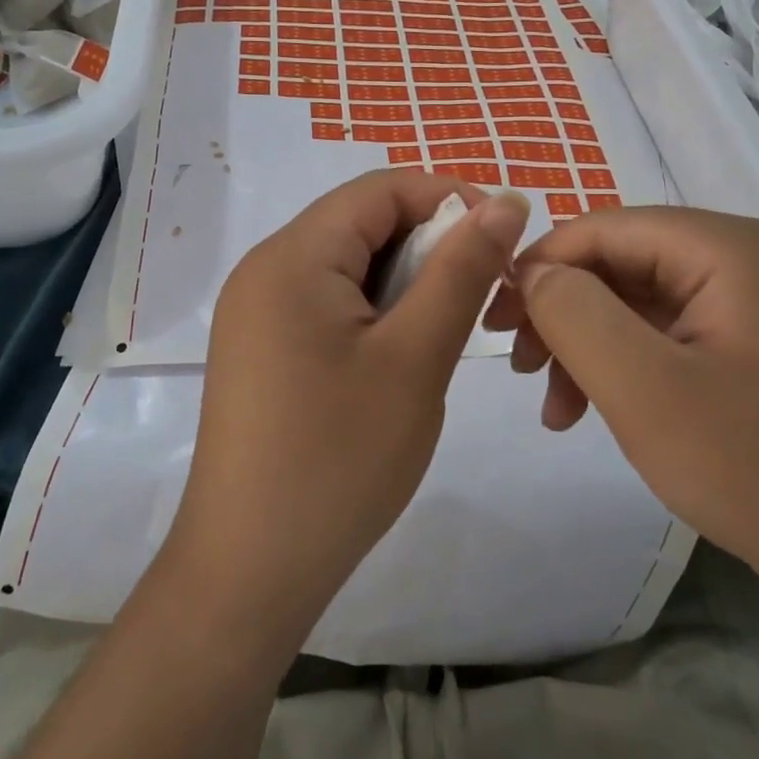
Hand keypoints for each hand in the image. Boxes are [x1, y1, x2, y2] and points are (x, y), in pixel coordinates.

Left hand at [163, 170, 530, 652]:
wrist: (251, 569)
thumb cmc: (339, 459)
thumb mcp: (415, 357)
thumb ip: (461, 270)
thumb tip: (507, 201)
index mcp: (292, 256)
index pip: (380, 189)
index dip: (449, 199)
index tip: (504, 243)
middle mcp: (265, 270)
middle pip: (361, 224)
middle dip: (429, 245)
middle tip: (482, 299)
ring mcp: (256, 312)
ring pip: (348, 266)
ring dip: (405, 284)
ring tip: (444, 335)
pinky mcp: (262, 350)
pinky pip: (327, 304)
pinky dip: (374, 313)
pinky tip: (400, 358)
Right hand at [483, 207, 758, 614]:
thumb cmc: (756, 469)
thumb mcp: (642, 388)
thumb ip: (572, 312)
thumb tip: (531, 271)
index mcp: (731, 248)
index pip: (605, 228)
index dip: (540, 266)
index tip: (494, 321)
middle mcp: (753, 260)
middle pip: (624, 264)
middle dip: (563, 314)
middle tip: (522, 371)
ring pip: (643, 302)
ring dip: (589, 346)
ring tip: (557, 409)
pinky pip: (675, 335)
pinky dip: (628, 365)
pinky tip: (601, 410)